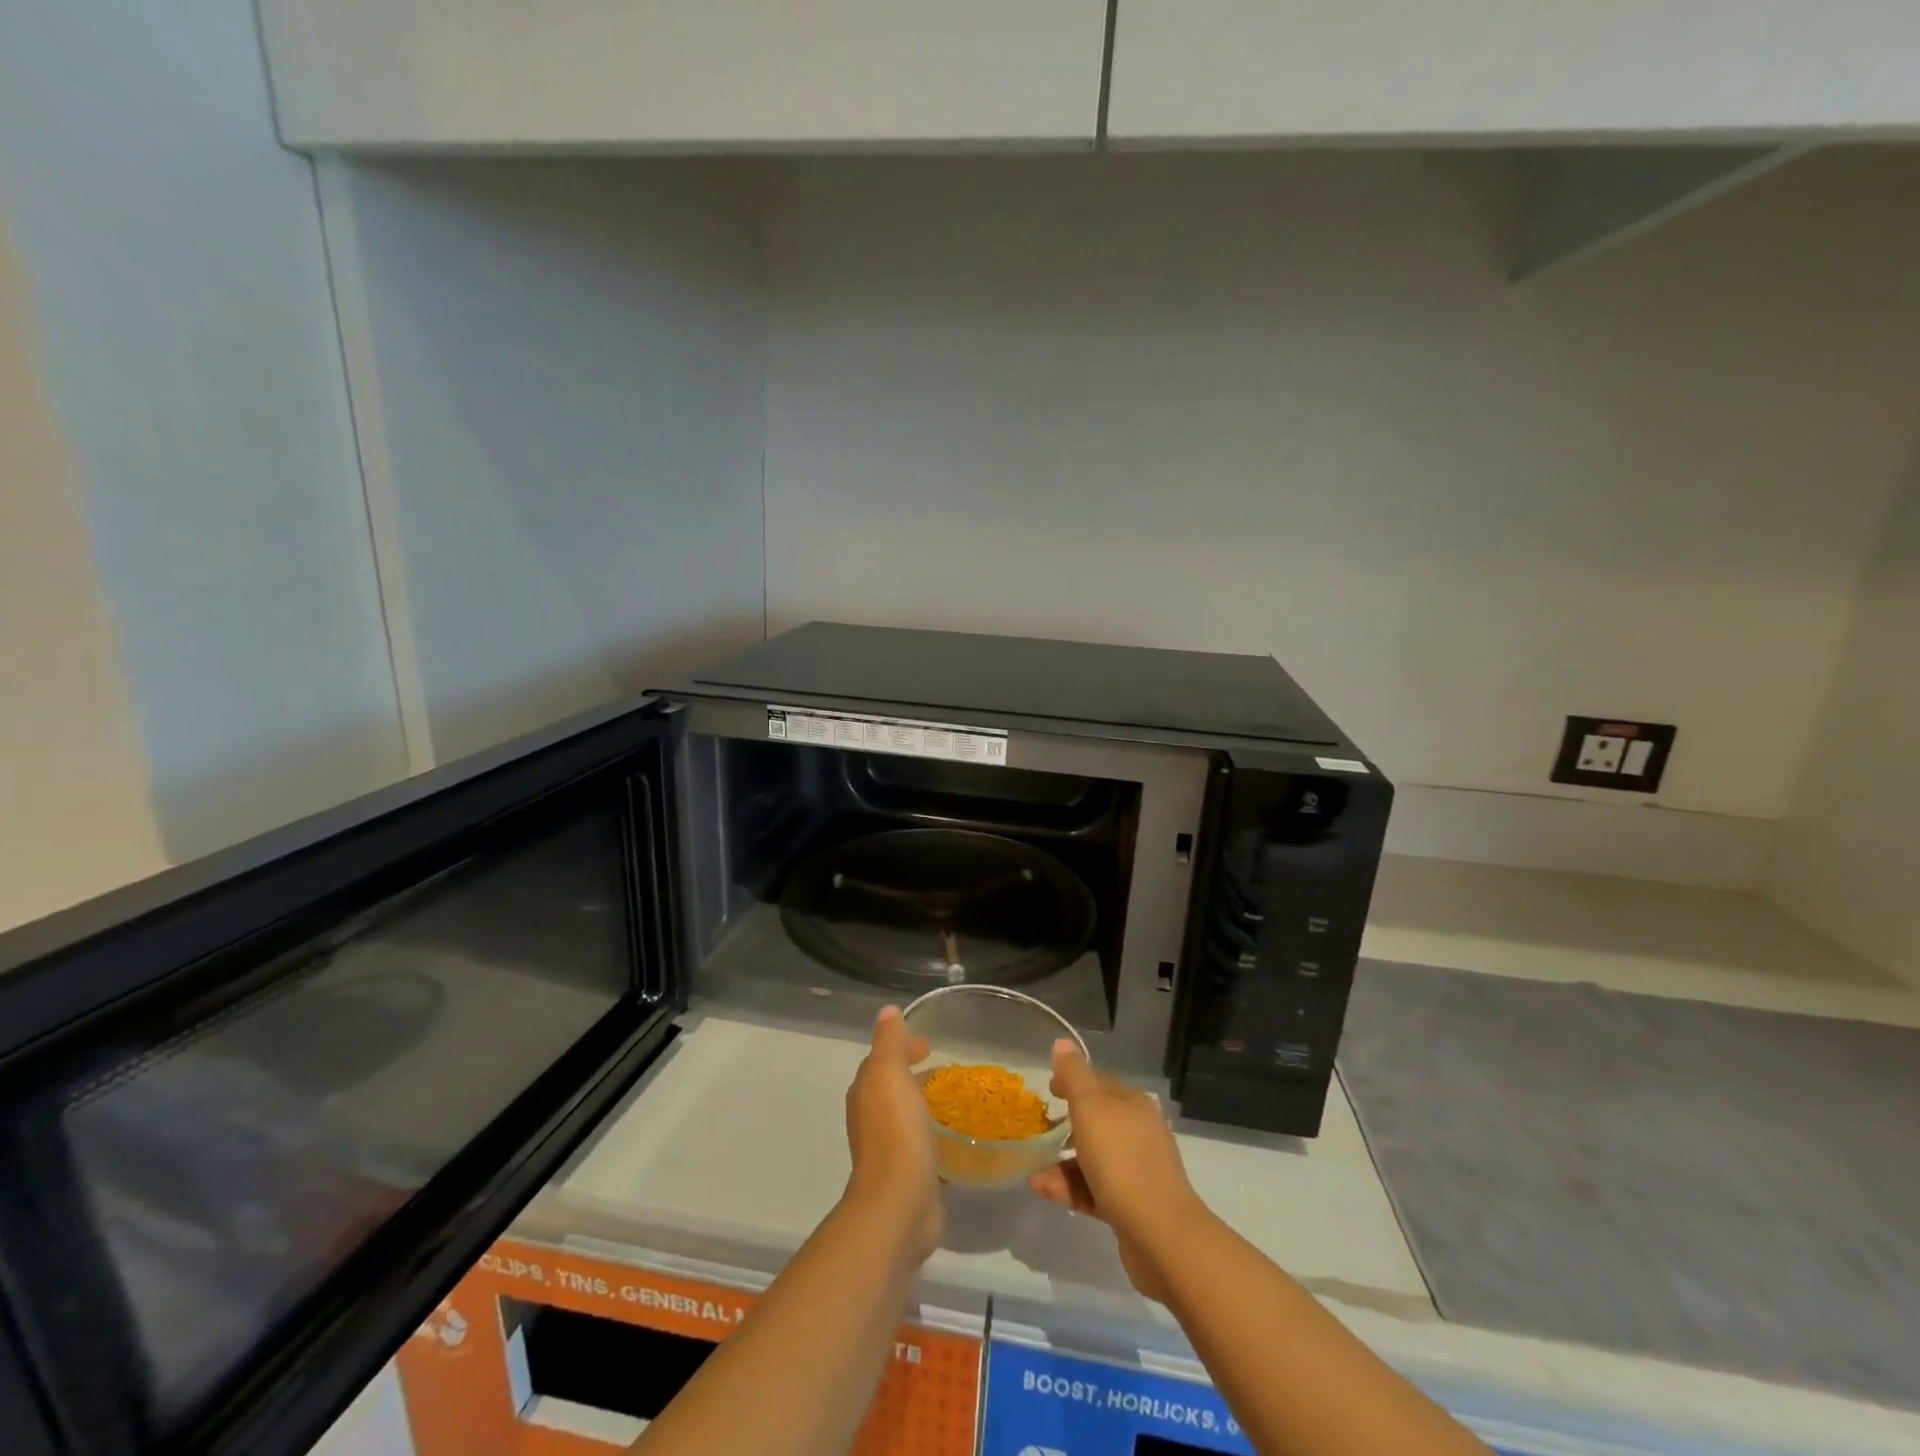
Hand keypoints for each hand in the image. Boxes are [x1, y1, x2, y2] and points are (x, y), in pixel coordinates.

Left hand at [843, 1006, 941, 1259]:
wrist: (898, 1204)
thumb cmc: (894, 1131)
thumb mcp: (889, 1074)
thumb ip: (889, 1041)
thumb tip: (887, 1011)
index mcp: (866, 1093)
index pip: (881, 1060)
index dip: (902, 1047)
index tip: (929, 1044)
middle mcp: (872, 1119)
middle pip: (894, 1088)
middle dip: (916, 1075)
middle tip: (948, 1069)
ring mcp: (890, 1150)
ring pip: (909, 1117)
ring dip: (928, 1106)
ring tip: (959, 1099)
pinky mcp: (911, 1176)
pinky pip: (925, 1147)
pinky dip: (938, 1137)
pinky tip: (961, 1138)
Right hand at [1029, 1040, 1203, 1301]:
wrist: (1161, 1235)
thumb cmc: (1121, 1161)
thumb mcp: (1090, 1108)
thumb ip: (1074, 1075)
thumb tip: (1062, 1043)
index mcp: (1132, 1103)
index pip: (1099, 1082)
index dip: (1072, 1081)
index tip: (1047, 1091)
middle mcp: (1138, 1131)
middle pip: (1096, 1121)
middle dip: (1065, 1126)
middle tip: (1038, 1131)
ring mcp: (1137, 1169)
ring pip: (1093, 1158)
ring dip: (1062, 1163)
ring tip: (1034, 1174)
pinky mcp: (1132, 1205)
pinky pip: (1095, 1188)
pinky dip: (1071, 1187)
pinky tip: (1045, 1191)